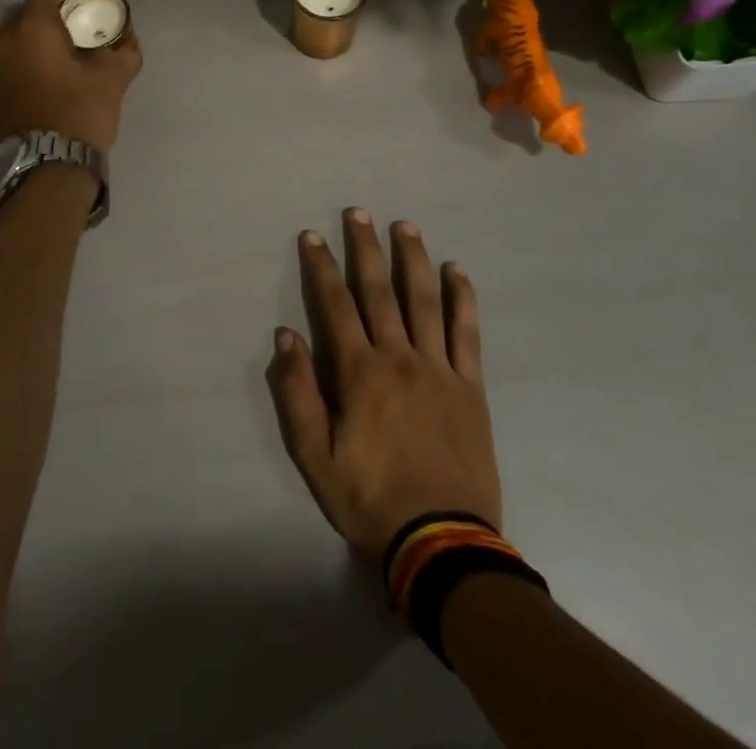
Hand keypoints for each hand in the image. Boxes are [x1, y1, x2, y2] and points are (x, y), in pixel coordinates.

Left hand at [0, 0, 142, 153]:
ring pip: (14, 35)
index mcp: (32, 26)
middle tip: (78, 31)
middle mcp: (2, 36)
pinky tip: (47, 74)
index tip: (90, 8)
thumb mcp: (113, 79)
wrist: (44, 167)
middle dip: (53, 16)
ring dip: (36, 37)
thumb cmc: (79, 113)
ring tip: (63, 55)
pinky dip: (24, 56)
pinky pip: (6, 57)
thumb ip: (124, 50)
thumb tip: (128, 39)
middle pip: (28, 11)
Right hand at [268, 209, 502, 560]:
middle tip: (359, 212)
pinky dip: (462, 299)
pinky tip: (456, 271)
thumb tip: (286, 335)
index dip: (322, 266)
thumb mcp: (314, 455)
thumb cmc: (369, 498)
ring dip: (412, 259)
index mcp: (359, 372)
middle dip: (365, 248)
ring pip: (424, 301)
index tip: (312, 235)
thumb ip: (298, 392)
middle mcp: (398, 358)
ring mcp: (438, 369)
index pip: (335, 305)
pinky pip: (466, 333)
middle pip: (379, 291)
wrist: (442, 542)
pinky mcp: (470, 387)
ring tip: (405, 226)